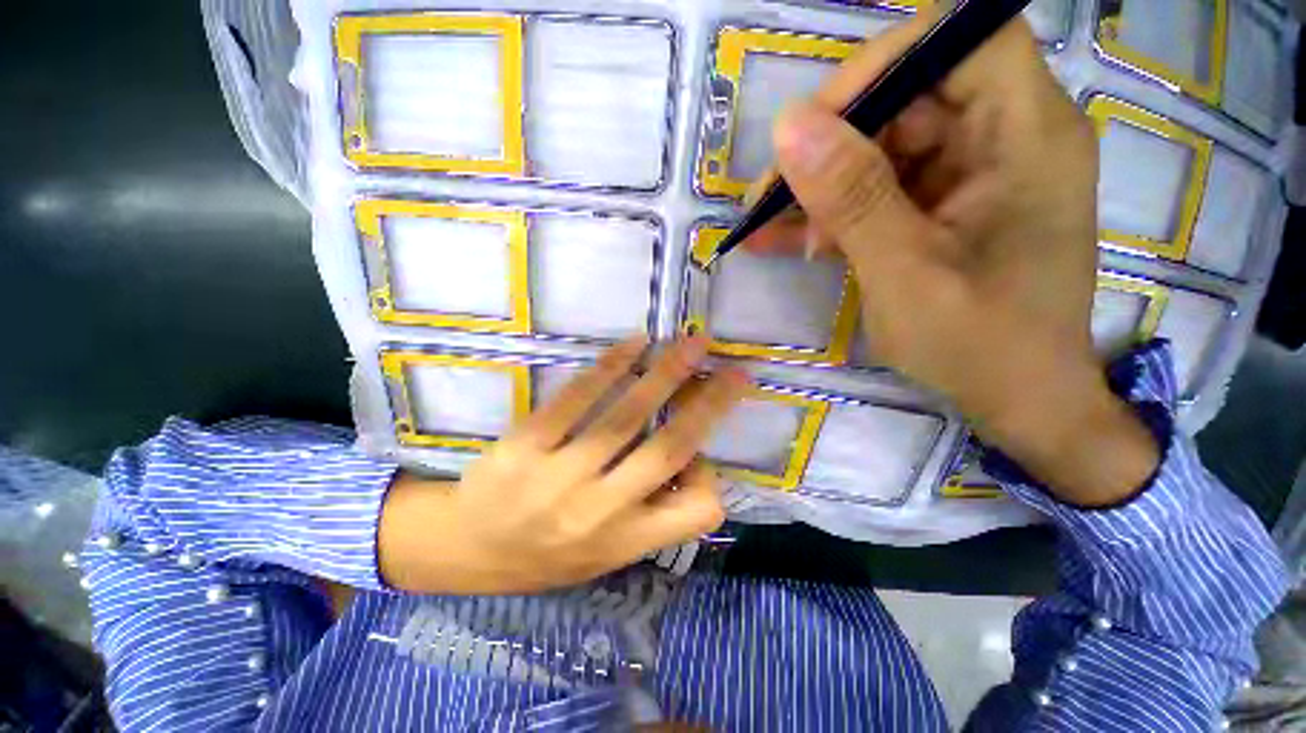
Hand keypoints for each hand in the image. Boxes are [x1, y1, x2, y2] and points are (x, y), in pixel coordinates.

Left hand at [378, 337, 749, 594]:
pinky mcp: (525, 446)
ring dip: (665, 375)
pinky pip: (576, 399)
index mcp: (624, 542)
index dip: (709, 475)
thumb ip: (649, 514)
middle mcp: (599, 511)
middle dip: (708, 405)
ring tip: (692, 344)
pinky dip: (610, 366)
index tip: (703, 450)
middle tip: (733, 371)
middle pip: (667, 449)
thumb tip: (687, 460)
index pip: (695, 513)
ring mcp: (560, 477)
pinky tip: (633, 344)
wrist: (464, 548)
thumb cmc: (542, 554)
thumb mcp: (604, 555)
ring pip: (626, 417)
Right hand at [751, 13, 1157, 504]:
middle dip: (831, 144)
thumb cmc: (980, 345)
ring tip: (766, 226)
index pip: (959, 41)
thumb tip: (789, 128)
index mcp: (1025, 135)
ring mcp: (972, 174)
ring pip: (882, 147)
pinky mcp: (944, 207)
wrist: (1019, 400)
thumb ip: (853, 198)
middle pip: (908, 96)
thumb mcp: (906, 272)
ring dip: (821, 187)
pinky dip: (833, 213)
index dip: (883, 64)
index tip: (814, 123)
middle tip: (771, 196)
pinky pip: (880, 190)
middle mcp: (1004, 138)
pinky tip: (786, 240)